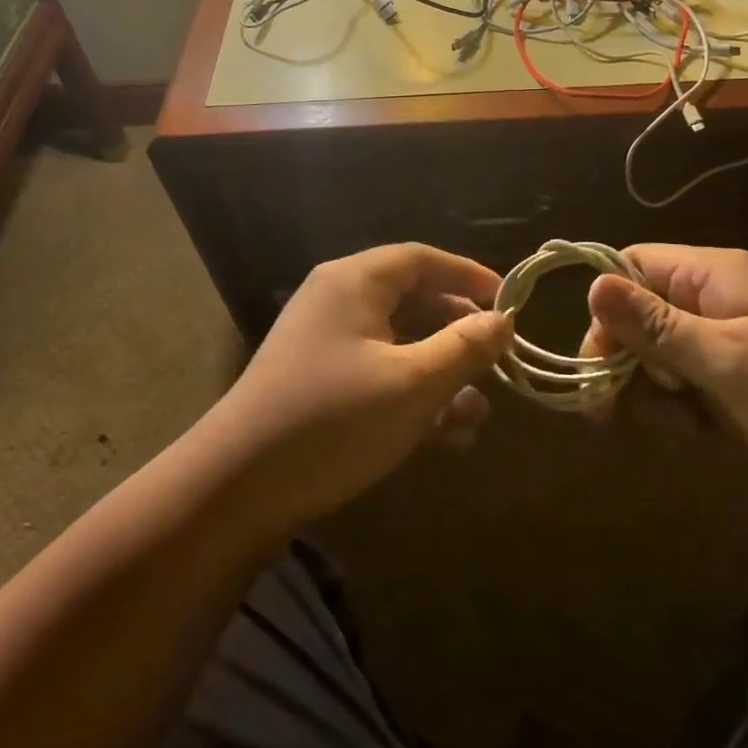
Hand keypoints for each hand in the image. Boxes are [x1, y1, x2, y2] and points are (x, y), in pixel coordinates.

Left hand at [200, 244, 513, 530]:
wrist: (238, 487)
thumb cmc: (333, 420)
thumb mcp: (412, 384)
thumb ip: (464, 348)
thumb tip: (503, 319)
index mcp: (354, 282)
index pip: (422, 259)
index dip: (469, 276)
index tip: (509, 304)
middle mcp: (337, 301)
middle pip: (412, 299)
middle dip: (458, 332)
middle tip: (496, 360)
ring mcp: (325, 343)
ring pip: (399, 343)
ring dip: (440, 374)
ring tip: (476, 414)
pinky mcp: (320, 383)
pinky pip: (378, 373)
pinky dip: (412, 395)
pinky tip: (444, 437)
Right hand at [583, 244, 747, 480]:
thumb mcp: (728, 361)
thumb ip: (657, 327)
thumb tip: (592, 285)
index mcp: (711, 276)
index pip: (630, 266)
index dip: (605, 308)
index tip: (599, 362)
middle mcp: (712, 298)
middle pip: (638, 313)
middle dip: (626, 360)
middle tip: (620, 411)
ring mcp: (726, 336)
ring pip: (657, 353)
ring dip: (654, 390)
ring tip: (684, 423)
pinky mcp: (737, 373)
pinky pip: (686, 380)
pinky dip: (682, 407)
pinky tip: (701, 430)